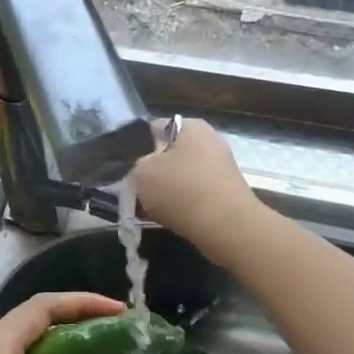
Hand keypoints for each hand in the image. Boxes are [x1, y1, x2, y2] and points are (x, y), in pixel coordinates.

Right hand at [132, 118, 262, 262]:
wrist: (227, 227)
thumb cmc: (181, 190)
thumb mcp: (141, 173)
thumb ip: (135, 165)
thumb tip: (141, 168)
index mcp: (190, 126)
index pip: (153, 128)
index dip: (136, 147)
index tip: (126, 168)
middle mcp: (209, 140)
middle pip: (169, 153)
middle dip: (152, 171)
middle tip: (136, 190)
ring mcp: (221, 166)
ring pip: (181, 175)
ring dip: (166, 190)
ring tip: (148, 208)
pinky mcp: (227, 191)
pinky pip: (195, 193)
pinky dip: (182, 203)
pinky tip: (169, 218)